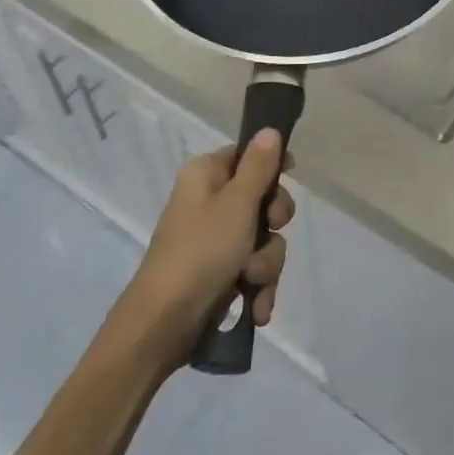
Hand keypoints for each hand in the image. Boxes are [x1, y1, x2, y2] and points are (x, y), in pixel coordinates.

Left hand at [115, 129, 294, 366]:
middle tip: (270, 230)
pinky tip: (256, 308)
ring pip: (262, 240)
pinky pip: (252, 271)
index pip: (246, 154)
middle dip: (273, 225)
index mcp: (205, 175)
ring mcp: (213, 241)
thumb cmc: (201, 251)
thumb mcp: (237, 204)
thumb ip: (258, 167)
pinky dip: (257, 288)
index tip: (291, 175)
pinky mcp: (219, 274)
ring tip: (252, 281)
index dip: (271, 165)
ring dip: (266, 264)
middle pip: (261, 199)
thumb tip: (269, 130)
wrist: (162, 325)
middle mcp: (208, 202)